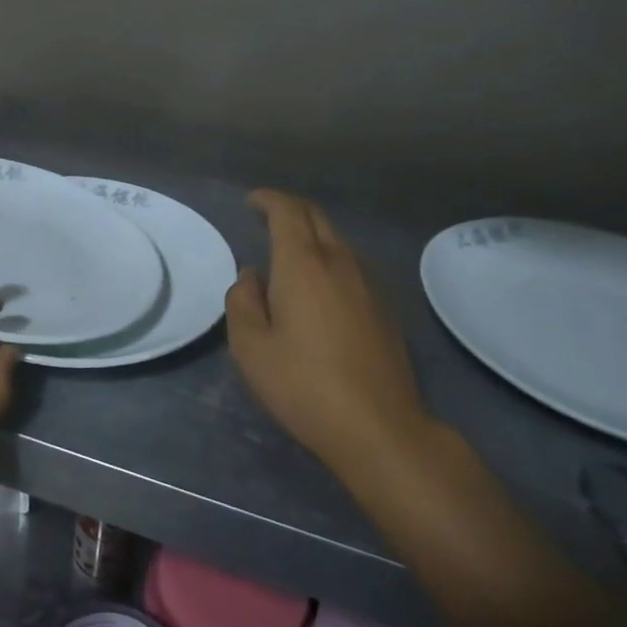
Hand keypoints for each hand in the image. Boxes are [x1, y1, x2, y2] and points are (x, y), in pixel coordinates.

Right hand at [226, 190, 437, 481]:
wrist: (379, 427)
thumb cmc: (304, 385)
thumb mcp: (250, 348)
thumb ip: (242, 301)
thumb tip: (251, 276)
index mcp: (303, 264)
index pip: (287, 211)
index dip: (268, 199)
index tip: (252, 201)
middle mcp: (339, 262)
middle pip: (316, 217)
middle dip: (290, 209)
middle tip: (267, 217)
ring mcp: (368, 284)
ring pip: (337, 241)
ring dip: (312, 235)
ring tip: (288, 255)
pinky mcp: (384, 308)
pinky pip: (351, 266)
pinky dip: (329, 260)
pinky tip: (319, 289)